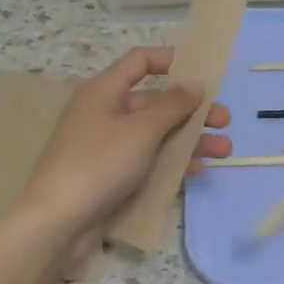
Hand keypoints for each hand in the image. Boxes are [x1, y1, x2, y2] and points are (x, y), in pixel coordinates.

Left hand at [16, 46, 231, 240]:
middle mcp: (105, 113)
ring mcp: (108, 146)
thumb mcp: (141, 130)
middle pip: (155, 102)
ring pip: (156, 134)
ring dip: (190, 139)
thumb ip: (172, 105)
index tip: (204, 71)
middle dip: (192, 110)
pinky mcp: (112, 175)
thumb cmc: (99, 164)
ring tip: (224, 151)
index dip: (172, 60)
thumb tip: (194, 84)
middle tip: (225, 121)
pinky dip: (172, 162)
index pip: (140, 61)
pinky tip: (197, 171)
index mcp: (105, 91)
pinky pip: (148, 160)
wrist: (58, 222)